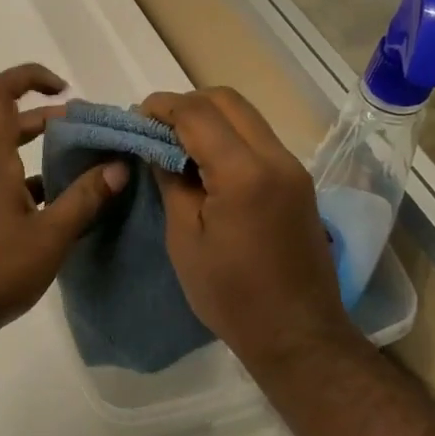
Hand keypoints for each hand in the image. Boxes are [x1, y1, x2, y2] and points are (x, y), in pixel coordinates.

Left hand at [0, 64, 128, 349]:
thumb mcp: (49, 235)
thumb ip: (85, 199)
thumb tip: (118, 167)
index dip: (30, 78)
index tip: (65, 90)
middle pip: (12, 127)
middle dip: (52, 124)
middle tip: (91, 138)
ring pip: (12, 162)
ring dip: (46, 161)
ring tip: (88, 177)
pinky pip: (7, 190)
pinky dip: (35, 191)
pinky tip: (63, 215)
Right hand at [142, 87, 355, 371]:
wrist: (297, 334)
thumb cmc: (230, 294)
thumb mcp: (185, 238)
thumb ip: (171, 182)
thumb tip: (156, 147)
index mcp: (244, 173)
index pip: (198, 113)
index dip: (162, 107)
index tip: (136, 117)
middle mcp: (275, 158)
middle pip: (228, 101)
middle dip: (187, 104)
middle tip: (155, 128)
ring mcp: (293, 168)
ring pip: (246, 116)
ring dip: (209, 117)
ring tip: (176, 143)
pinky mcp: (298, 182)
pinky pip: (258, 139)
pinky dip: (228, 136)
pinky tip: (205, 162)